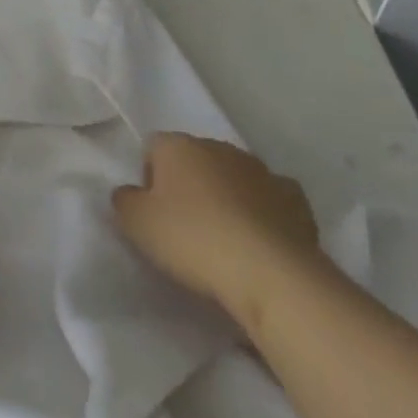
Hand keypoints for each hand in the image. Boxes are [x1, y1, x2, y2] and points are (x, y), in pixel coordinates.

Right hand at [113, 133, 321, 320]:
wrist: (268, 271)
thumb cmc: (193, 240)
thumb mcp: (138, 225)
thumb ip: (125, 202)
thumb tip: (128, 193)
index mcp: (178, 145)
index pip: (153, 149)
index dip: (149, 179)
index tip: (154, 215)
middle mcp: (217, 146)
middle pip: (194, 160)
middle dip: (189, 186)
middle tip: (187, 230)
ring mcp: (259, 169)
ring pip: (233, 176)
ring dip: (227, 197)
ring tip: (226, 240)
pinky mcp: (293, 197)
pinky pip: (271, 198)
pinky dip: (265, 211)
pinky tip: (262, 239)